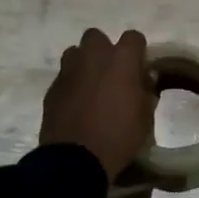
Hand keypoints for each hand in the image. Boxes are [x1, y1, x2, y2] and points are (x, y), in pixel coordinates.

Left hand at [40, 28, 154, 181]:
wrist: (75, 160)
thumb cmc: (118, 136)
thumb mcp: (145, 118)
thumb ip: (146, 92)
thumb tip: (145, 80)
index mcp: (121, 60)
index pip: (133, 37)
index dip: (137, 50)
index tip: (139, 67)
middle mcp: (93, 57)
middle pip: (96, 36)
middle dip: (104, 49)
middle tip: (111, 72)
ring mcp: (69, 71)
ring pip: (75, 53)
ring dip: (84, 63)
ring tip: (91, 85)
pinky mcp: (52, 88)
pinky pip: (64, 76)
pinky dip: (71, 84)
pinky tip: (76, 104)